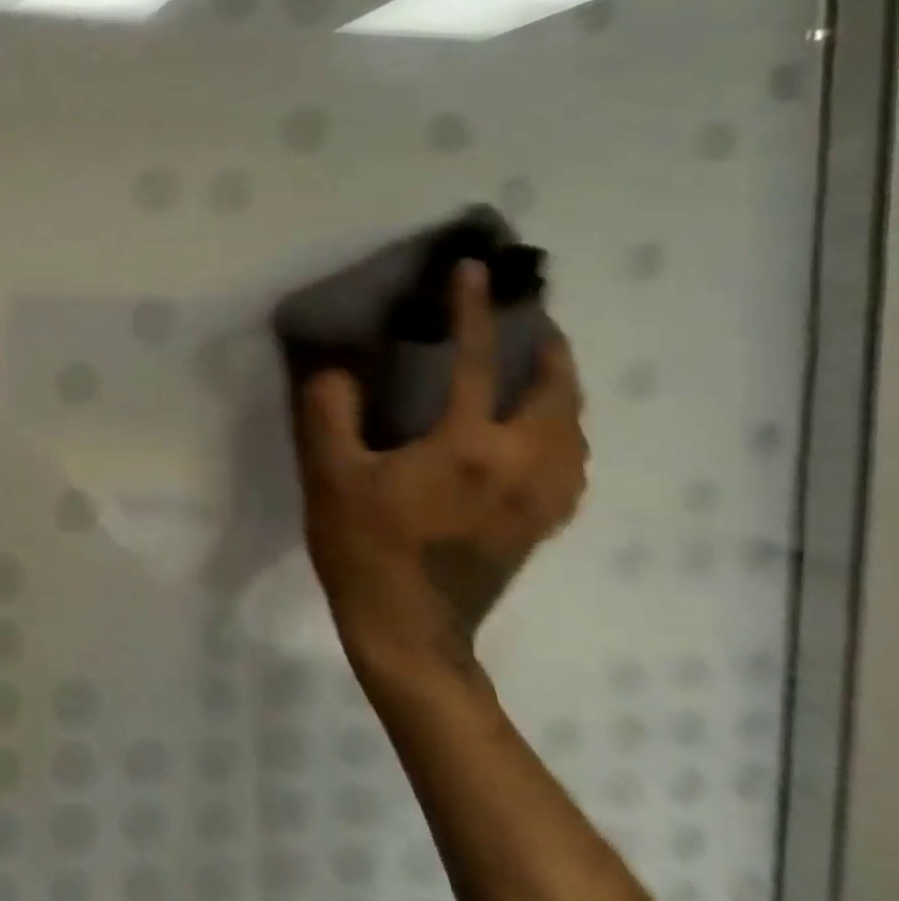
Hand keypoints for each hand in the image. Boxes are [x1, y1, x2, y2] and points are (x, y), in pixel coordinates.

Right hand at [291, 262, 588, 680]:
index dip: (474, 310)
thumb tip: (333, 365)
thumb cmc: (363, 547)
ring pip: (573, 428)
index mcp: (468, 446)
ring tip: (537, 367)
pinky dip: (563, 430)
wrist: (409, 630)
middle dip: (548, 347)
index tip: (473, 270)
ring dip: (561, 389)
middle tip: (529, 319)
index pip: (477, 361)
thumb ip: (327, 410)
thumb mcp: (329, 474)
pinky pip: (571, 461)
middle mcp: (521, 464)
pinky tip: (540, 432)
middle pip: (556, 392)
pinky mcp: (542, 522)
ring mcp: (541, 497)